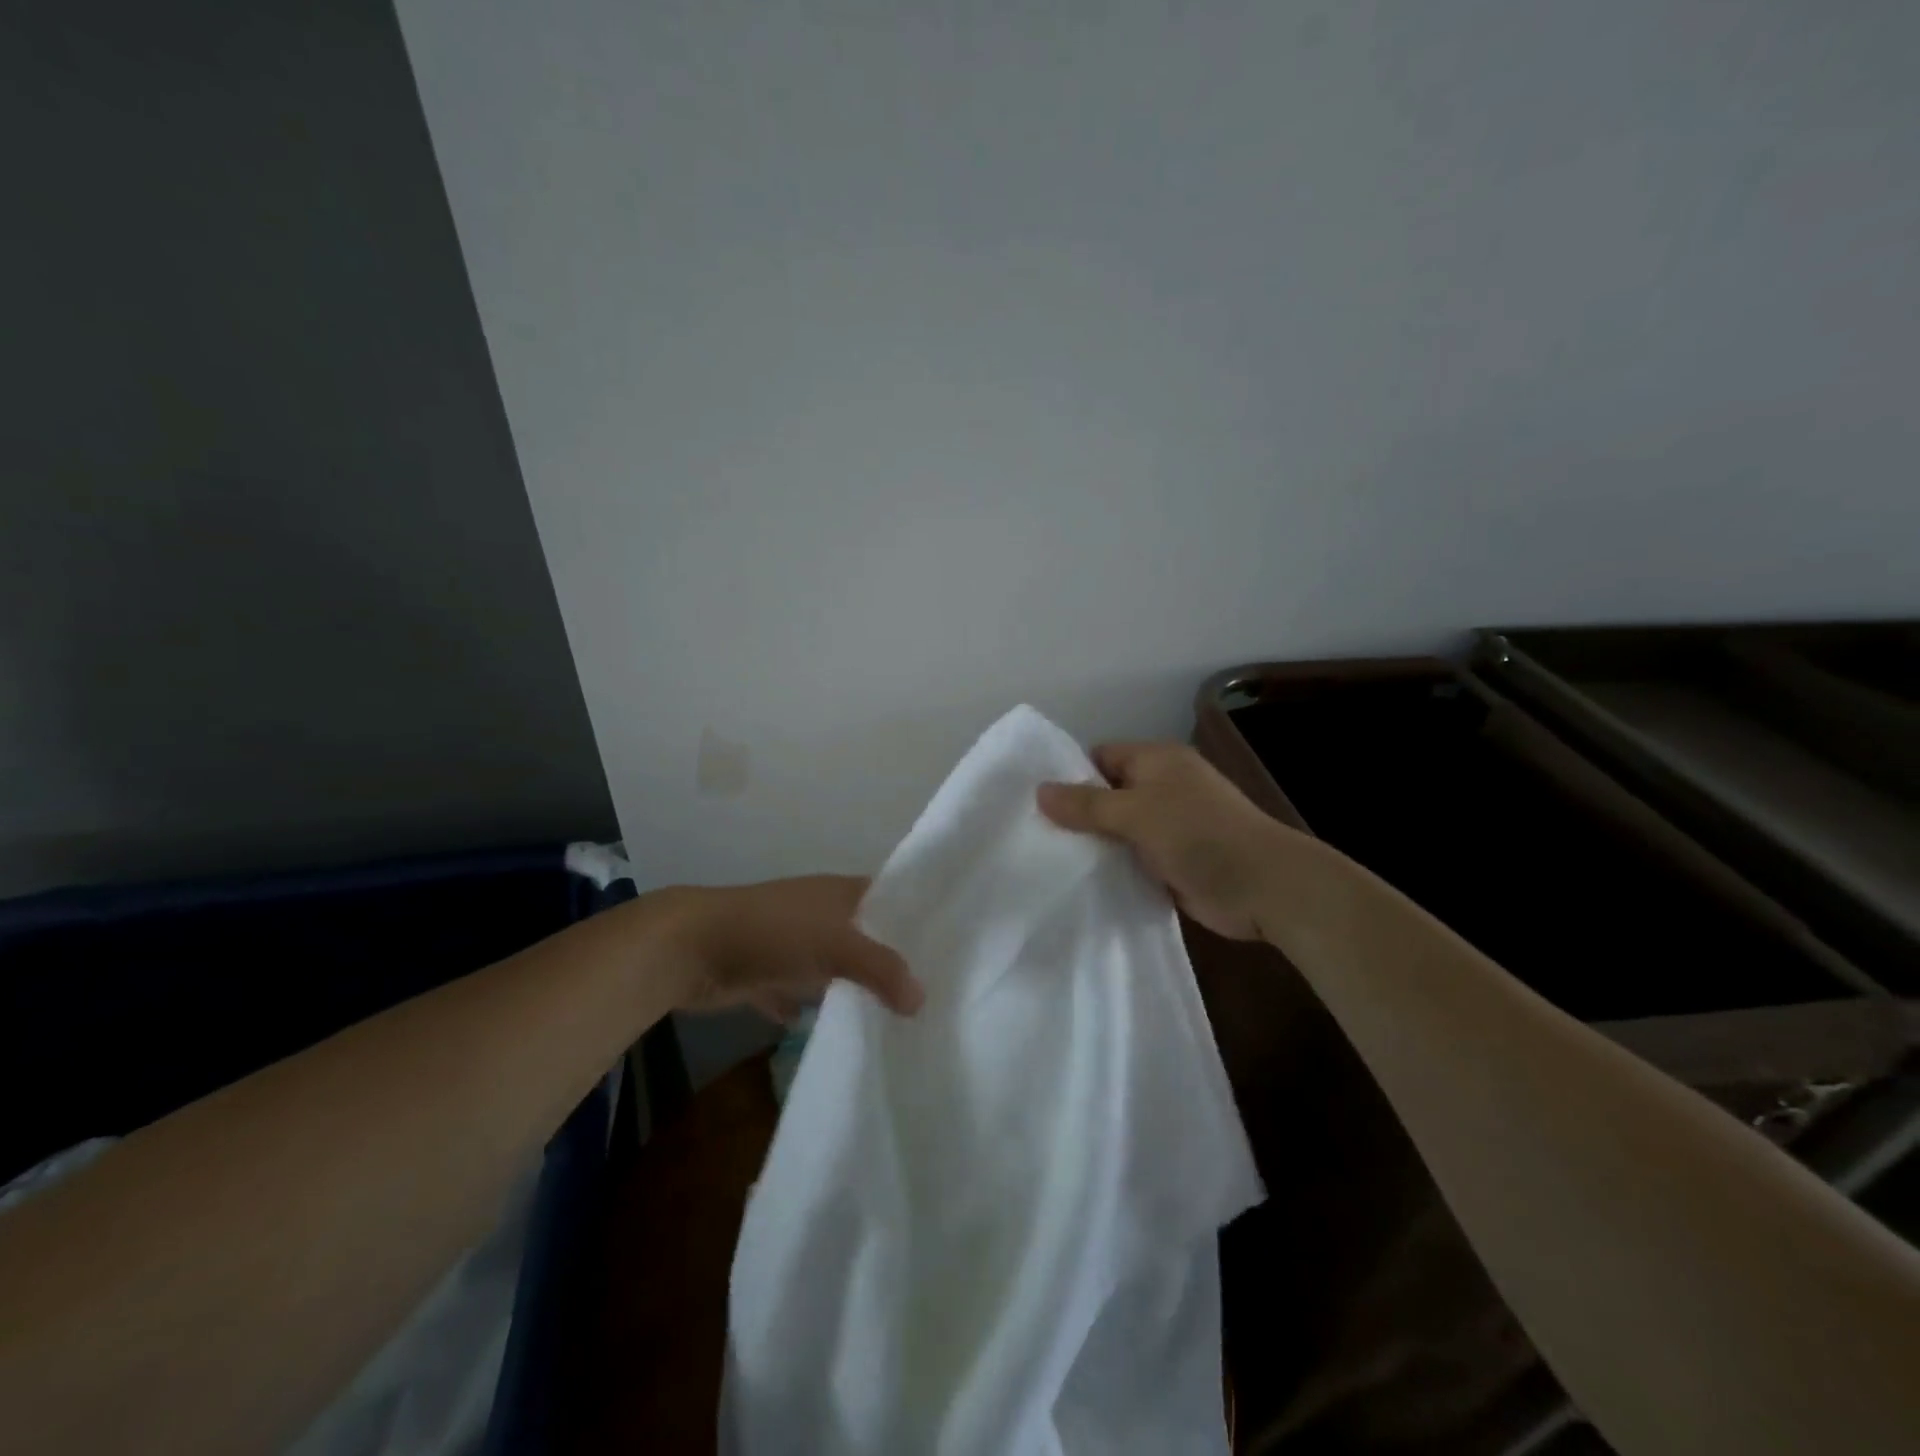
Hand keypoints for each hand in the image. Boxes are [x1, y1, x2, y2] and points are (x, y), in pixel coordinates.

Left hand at [655, 875, 923, 1020]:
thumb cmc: (774, 932)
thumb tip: (921, 1000)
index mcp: (841, 893)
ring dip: (851, 987)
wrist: (692, 947)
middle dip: (889, 961)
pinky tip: (834, 1032)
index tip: (949, 948)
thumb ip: (882, 969)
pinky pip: (797, 991)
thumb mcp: (837, 945)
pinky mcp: (765, 972)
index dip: (916, 918)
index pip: (890, 898)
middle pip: (864, 935)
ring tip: (894, 1018)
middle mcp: (819, 912)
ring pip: (832, 966)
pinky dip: (809, 1008)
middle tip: (929, 994)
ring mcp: (790, 942)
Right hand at [1037, 741, 1304, 940]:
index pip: (1101, 757)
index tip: (1036, 801)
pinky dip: (1112, 867)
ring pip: (1117, 829)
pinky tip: (1080, 881)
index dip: (1070, 774)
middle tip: (1033, 834)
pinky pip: (1131, 858)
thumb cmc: (1199, 834)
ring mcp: (1168, 826)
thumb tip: (1039, 791)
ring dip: (1093, 844)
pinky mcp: (1172, 861)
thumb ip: (1087, 804)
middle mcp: (1162, 788)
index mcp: (1157, 761)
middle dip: (1076, 813)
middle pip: (1107, 794)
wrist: (1264, 887)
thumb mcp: (1136, 812)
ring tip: (1046, 859)